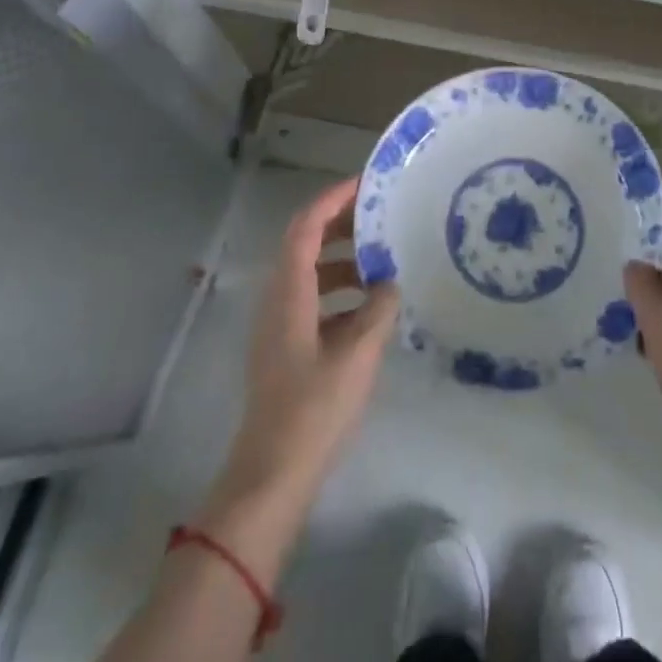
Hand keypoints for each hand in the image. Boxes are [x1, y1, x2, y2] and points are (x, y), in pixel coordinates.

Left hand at [202, 179, 398, 557]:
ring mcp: (279, 325)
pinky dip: (340, 290)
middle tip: (382, 215)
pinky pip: (314, 300)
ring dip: (344, 258)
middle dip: (342, 224)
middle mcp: (278, 300)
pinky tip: (372, 307)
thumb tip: (390, 283)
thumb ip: (379, 310)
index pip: (306, 226)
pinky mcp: (286, 348)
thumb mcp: (358, 355)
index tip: (366, 183)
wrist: (271, 478)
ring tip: (384, 260)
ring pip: (311, 272)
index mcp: (289, 293)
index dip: (333, 199)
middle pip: (305, 243)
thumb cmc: (313, 410)